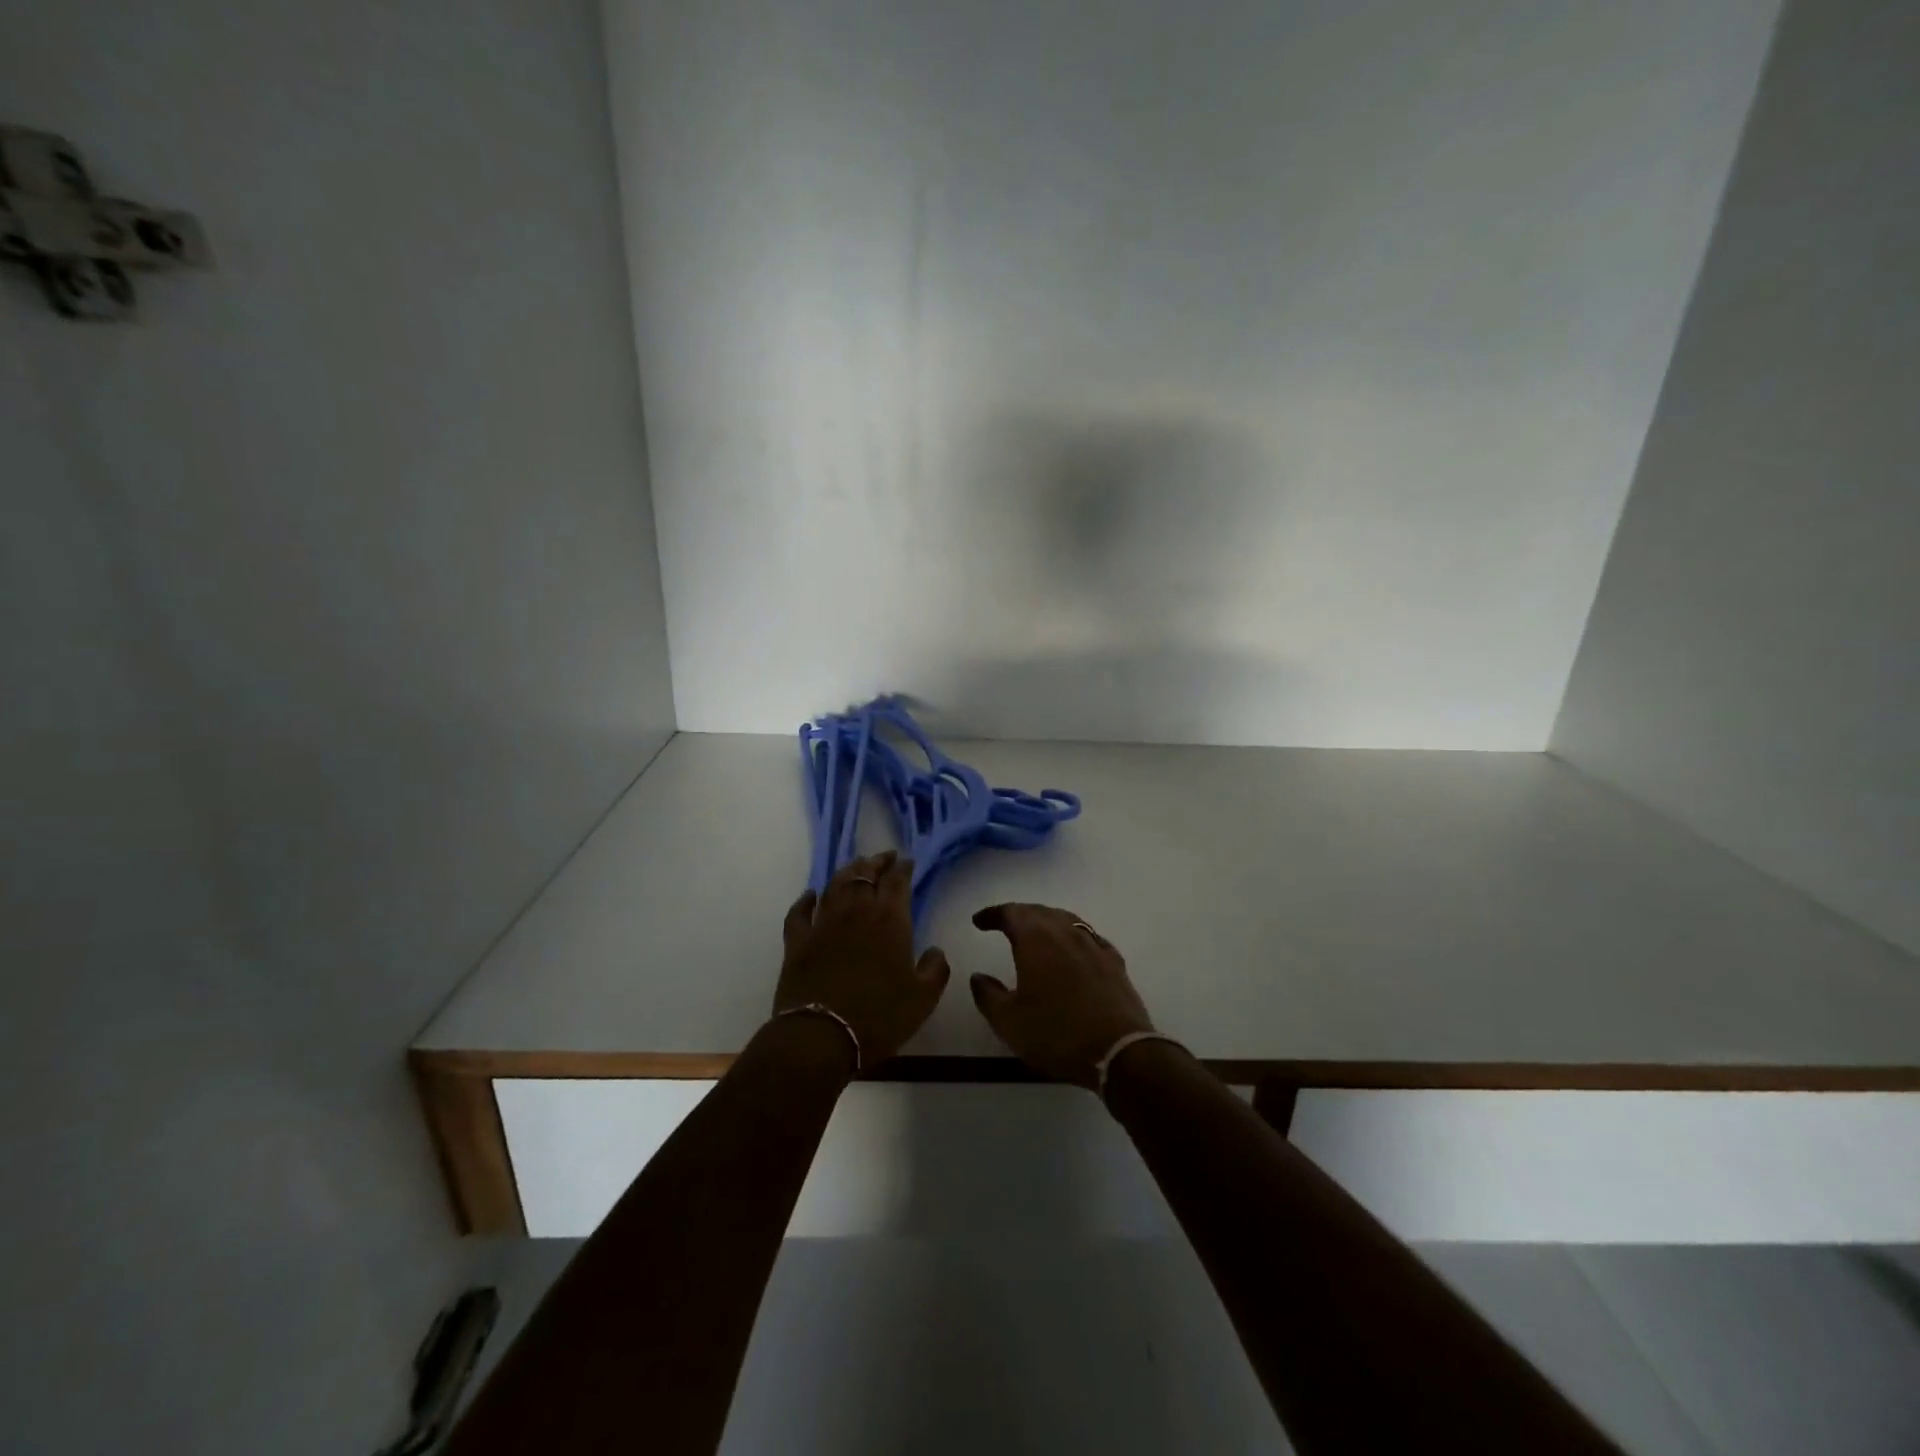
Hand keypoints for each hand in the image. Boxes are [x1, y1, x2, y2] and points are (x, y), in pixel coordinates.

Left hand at [774, 851, 950, 1067]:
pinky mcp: (797, 941)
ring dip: (848, 872)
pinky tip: (811, 895)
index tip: (907, 861)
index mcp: (889, 920)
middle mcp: (855, 912)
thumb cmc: (879, 1017)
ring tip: (856, 867)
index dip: (903, 868)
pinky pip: (799, 911)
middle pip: (865, 875)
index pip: (897, 882)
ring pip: (835, 885)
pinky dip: (806, 900)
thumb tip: (935, 951)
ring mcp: (822, 924)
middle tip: (885, 857)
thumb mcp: (922, 998)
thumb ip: (935, 969)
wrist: (822, 1037)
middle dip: (877, 862)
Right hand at [967, 903, 1155, 1087]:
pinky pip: (1088, 936)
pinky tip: (1073, 948)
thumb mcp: (1009, 1022)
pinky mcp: (1114, 962)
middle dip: (1019, 914)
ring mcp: (1094, 944)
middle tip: (1004, 924)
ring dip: (1046, 921)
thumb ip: (988, 995)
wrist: (1119, 1051)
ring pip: (1066, 920)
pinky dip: (1073, 936)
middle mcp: (1065, 932)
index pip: (1011, 913)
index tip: (979, 921)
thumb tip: (977, 976)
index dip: (993, 914)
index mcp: (1036, 939)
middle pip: (1039, 911)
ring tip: (1036, 933)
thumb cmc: (1056, 1034)